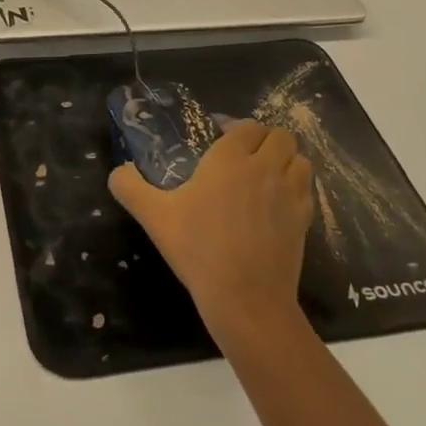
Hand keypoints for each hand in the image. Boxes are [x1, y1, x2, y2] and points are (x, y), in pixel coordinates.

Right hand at [109, 120, 313, 339]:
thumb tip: (118, 172)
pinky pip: (307, 189)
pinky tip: (276, 205)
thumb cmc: (198, 249)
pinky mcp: (305, 221)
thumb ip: (130, 187)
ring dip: (285, 161)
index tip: (218, 141)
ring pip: (300, 159)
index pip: (246, 126)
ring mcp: (290, 194)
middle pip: (280, 136)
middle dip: (264, 140)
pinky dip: (296, 188)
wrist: (246, 299)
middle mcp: (265, 168)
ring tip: (265, 177)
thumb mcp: (154, 216)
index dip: (235, 129)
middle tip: (243, 158)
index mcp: (230, 159)